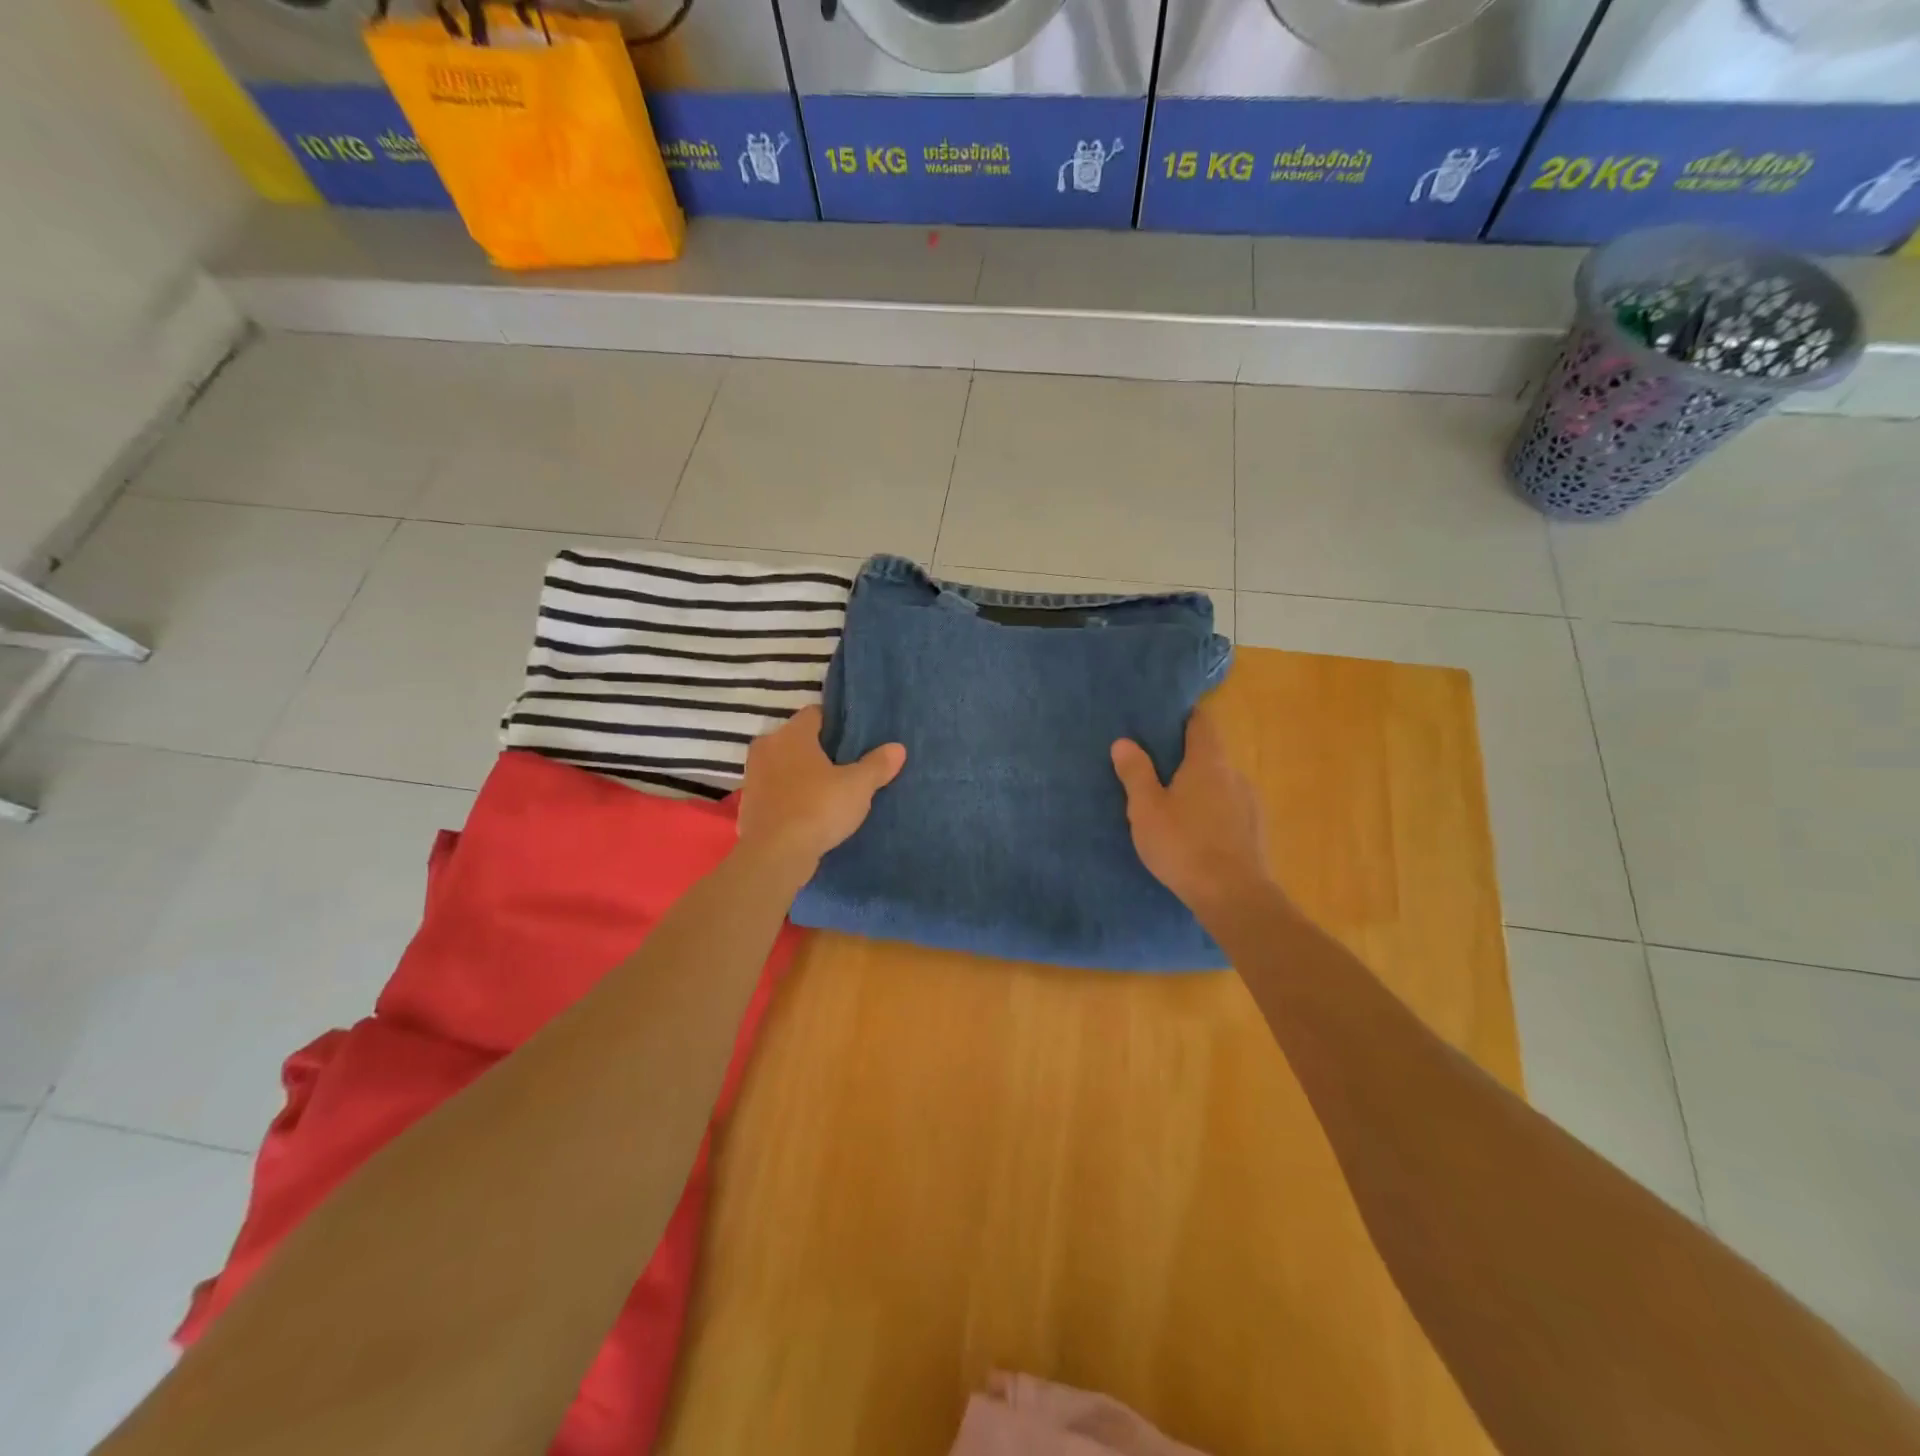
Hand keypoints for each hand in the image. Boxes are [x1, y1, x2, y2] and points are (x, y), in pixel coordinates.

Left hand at [737, 707, 905, 874]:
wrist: (774, 856)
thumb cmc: (817, 808)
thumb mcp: (858, 786)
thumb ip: (877, 765)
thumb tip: (897, 748)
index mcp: (791, 734)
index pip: (815, 714)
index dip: (837, 724)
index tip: (856, 739)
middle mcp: (767, 748)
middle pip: (799, 740)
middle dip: (821, 750)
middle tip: (848, 765)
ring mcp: (754, 777)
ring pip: (785, 766)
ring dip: (804, 775)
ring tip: (832, 790)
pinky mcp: (749, 805)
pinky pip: (777, 791)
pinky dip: (792, 797)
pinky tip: (811, 811)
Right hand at [1111, 711, 1268, 916]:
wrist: (1233, 896)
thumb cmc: (1183, 845)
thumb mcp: (1146, 809)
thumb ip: (1135, 773)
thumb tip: (1124, 742)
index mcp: (1208, 763)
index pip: (1201, 723)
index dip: (1185, 716)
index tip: (1165, 718)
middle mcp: (1234, 775)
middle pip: (1210, 755)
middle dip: (1186, 758)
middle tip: (1157, 769)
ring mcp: (1249, 804)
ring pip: (1220, 785)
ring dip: (1200, 789)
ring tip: (1174, 806)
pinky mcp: (1254, 832)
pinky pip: (1228, 810)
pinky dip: (1212, 812)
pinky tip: (1195, 833)